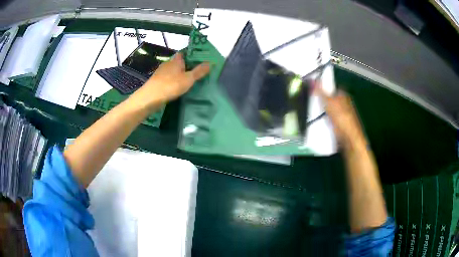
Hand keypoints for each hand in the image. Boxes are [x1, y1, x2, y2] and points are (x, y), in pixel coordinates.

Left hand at [130, 52, 209, 110]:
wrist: (150, 98)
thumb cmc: (170, 85)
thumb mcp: (188, 79)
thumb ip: (199, 71)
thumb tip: (211, 63)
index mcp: (176, 60)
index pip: (185, 53)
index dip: (192, 55)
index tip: (201, 60)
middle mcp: (168, 64)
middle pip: (179, 62)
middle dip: (187, 65)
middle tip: (198, 71)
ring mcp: (161, 72)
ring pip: (173, 71)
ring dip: (180, 74)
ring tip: (190, 79)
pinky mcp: (157, 81)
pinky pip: (169, 78)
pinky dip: (174, 81)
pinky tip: (178, 87)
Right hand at [316, 86, 365, 148]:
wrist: (349, 138)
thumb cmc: (341, 118)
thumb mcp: (328, 102)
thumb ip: (320, 91)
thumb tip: (311, 80)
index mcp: (343, 95)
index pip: (332, 88)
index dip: (323, 88)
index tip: (313, 90)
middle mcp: (344, 104)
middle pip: (330, 99)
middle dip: (321, 101)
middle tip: (311, 102)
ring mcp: (342, 115)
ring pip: (329, 110)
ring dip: (322, 112)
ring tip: (312, 113)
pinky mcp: (340, 125)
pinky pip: (330, 120)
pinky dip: (325, 121)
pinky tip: (318, 122)